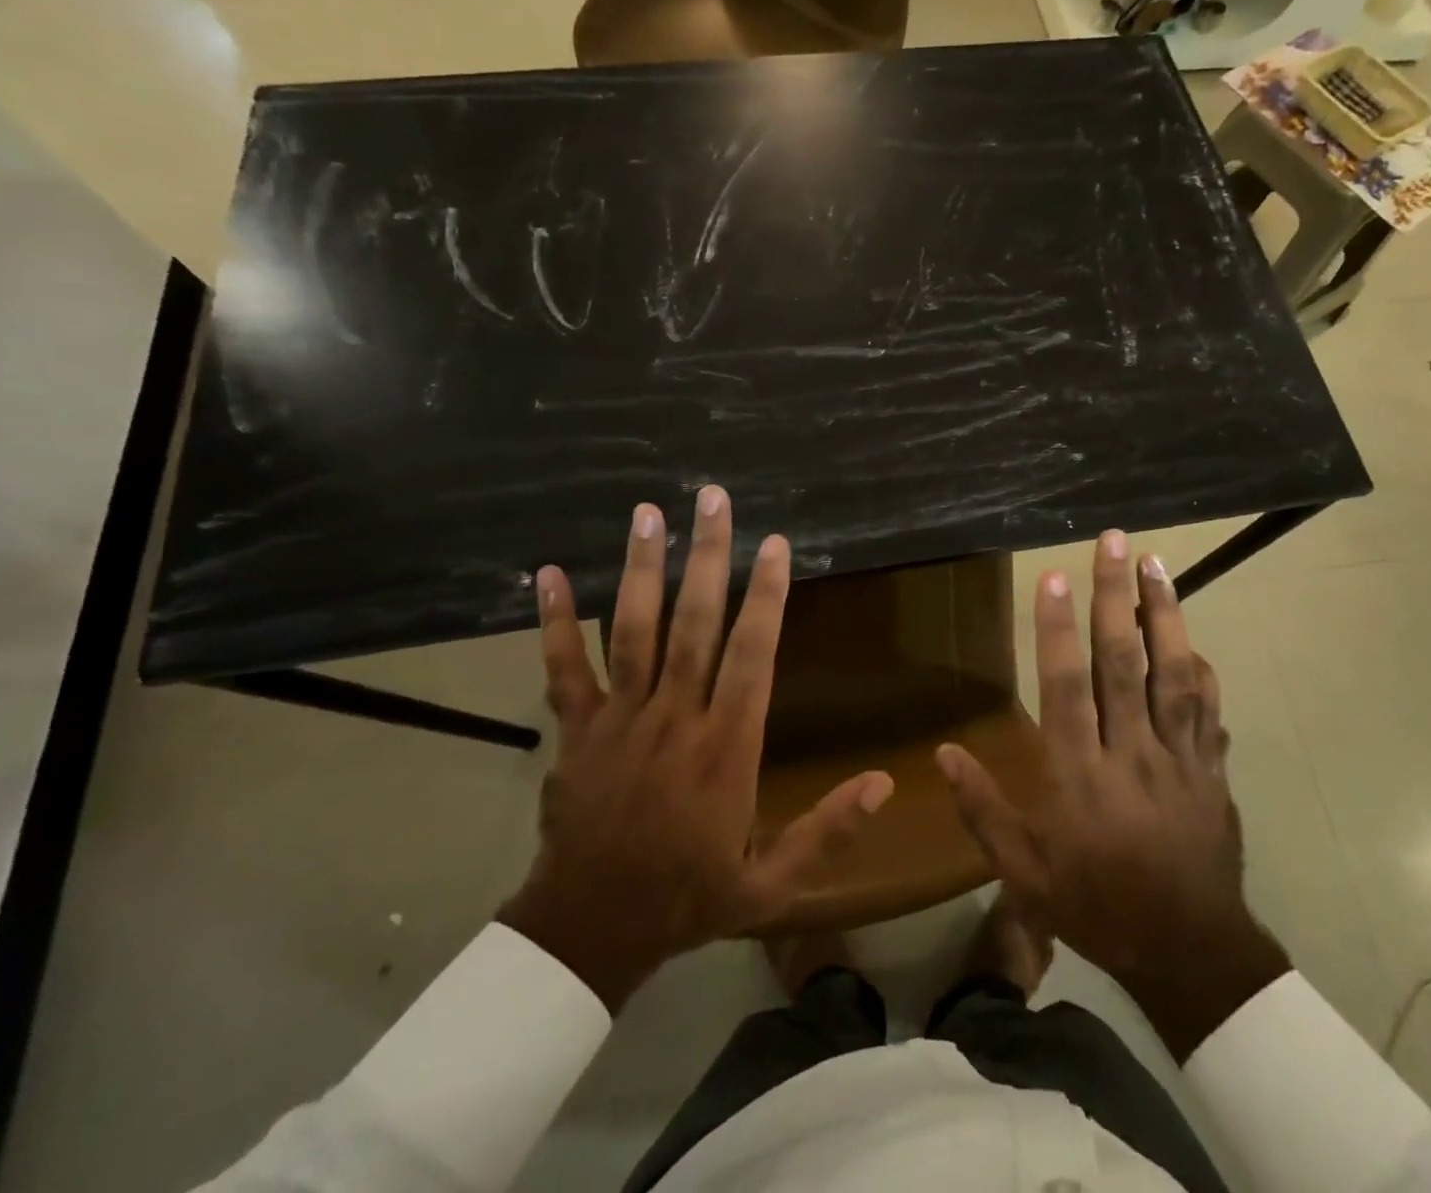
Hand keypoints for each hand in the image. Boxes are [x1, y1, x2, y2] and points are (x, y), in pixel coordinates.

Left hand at [498, 487, 893, 1010]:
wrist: (590, 931)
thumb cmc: (688, 897)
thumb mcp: (771, 883)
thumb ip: (828, 831)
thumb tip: (884, 783)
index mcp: (726, 747)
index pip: (752, 655)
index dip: (766, 596)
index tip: (775, 544)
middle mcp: (675, 718)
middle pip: (694, 624)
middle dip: (707, 557)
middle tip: (713, 499)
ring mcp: (620, 719)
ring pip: (633, 631)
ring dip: (642, 570)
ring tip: (649, 514)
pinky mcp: (576, 730)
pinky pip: (563, 669)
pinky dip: (554, 622)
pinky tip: (545, 574)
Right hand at [935, 531, 1289, 1059]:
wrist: (1187, 952)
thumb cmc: (1094, 905)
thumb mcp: (1023, 872)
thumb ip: (983, 809)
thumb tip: (944, 753)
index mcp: (1078, 776)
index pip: (1066, 687)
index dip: (1058, 630)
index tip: (1055, 577)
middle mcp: (1130, 754)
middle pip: (1123, 663)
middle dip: (1115, 597)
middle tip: (1113, 542)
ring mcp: (1179, 759)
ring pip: (1173, 674)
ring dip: (1165, 613)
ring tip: (1156, 563)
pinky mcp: (1211, 770)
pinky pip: (1208, 709)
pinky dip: (1199, 668)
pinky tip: (1190, 637)